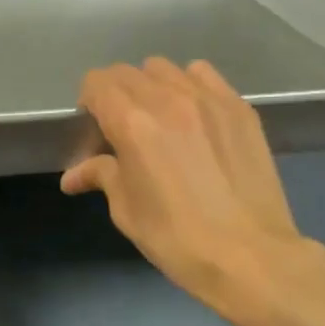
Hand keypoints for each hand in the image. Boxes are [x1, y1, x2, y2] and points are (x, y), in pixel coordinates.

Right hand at [62, 58, 324, 317]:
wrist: (251, 257)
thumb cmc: (177, 238)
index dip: (88, 102)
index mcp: (132, 123)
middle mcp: (167, 98)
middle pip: (127, 72)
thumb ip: (101, 176)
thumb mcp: (127, 210)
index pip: (96, 83)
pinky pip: (203, 74)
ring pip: (164, 68)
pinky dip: (189, 84)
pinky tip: (193, 113)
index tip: (95, 129)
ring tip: (159, 118)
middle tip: (122, 128)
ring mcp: (208, 98)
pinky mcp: (238, 107)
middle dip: (115, 94)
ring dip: (151, 86)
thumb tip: (73, 175)